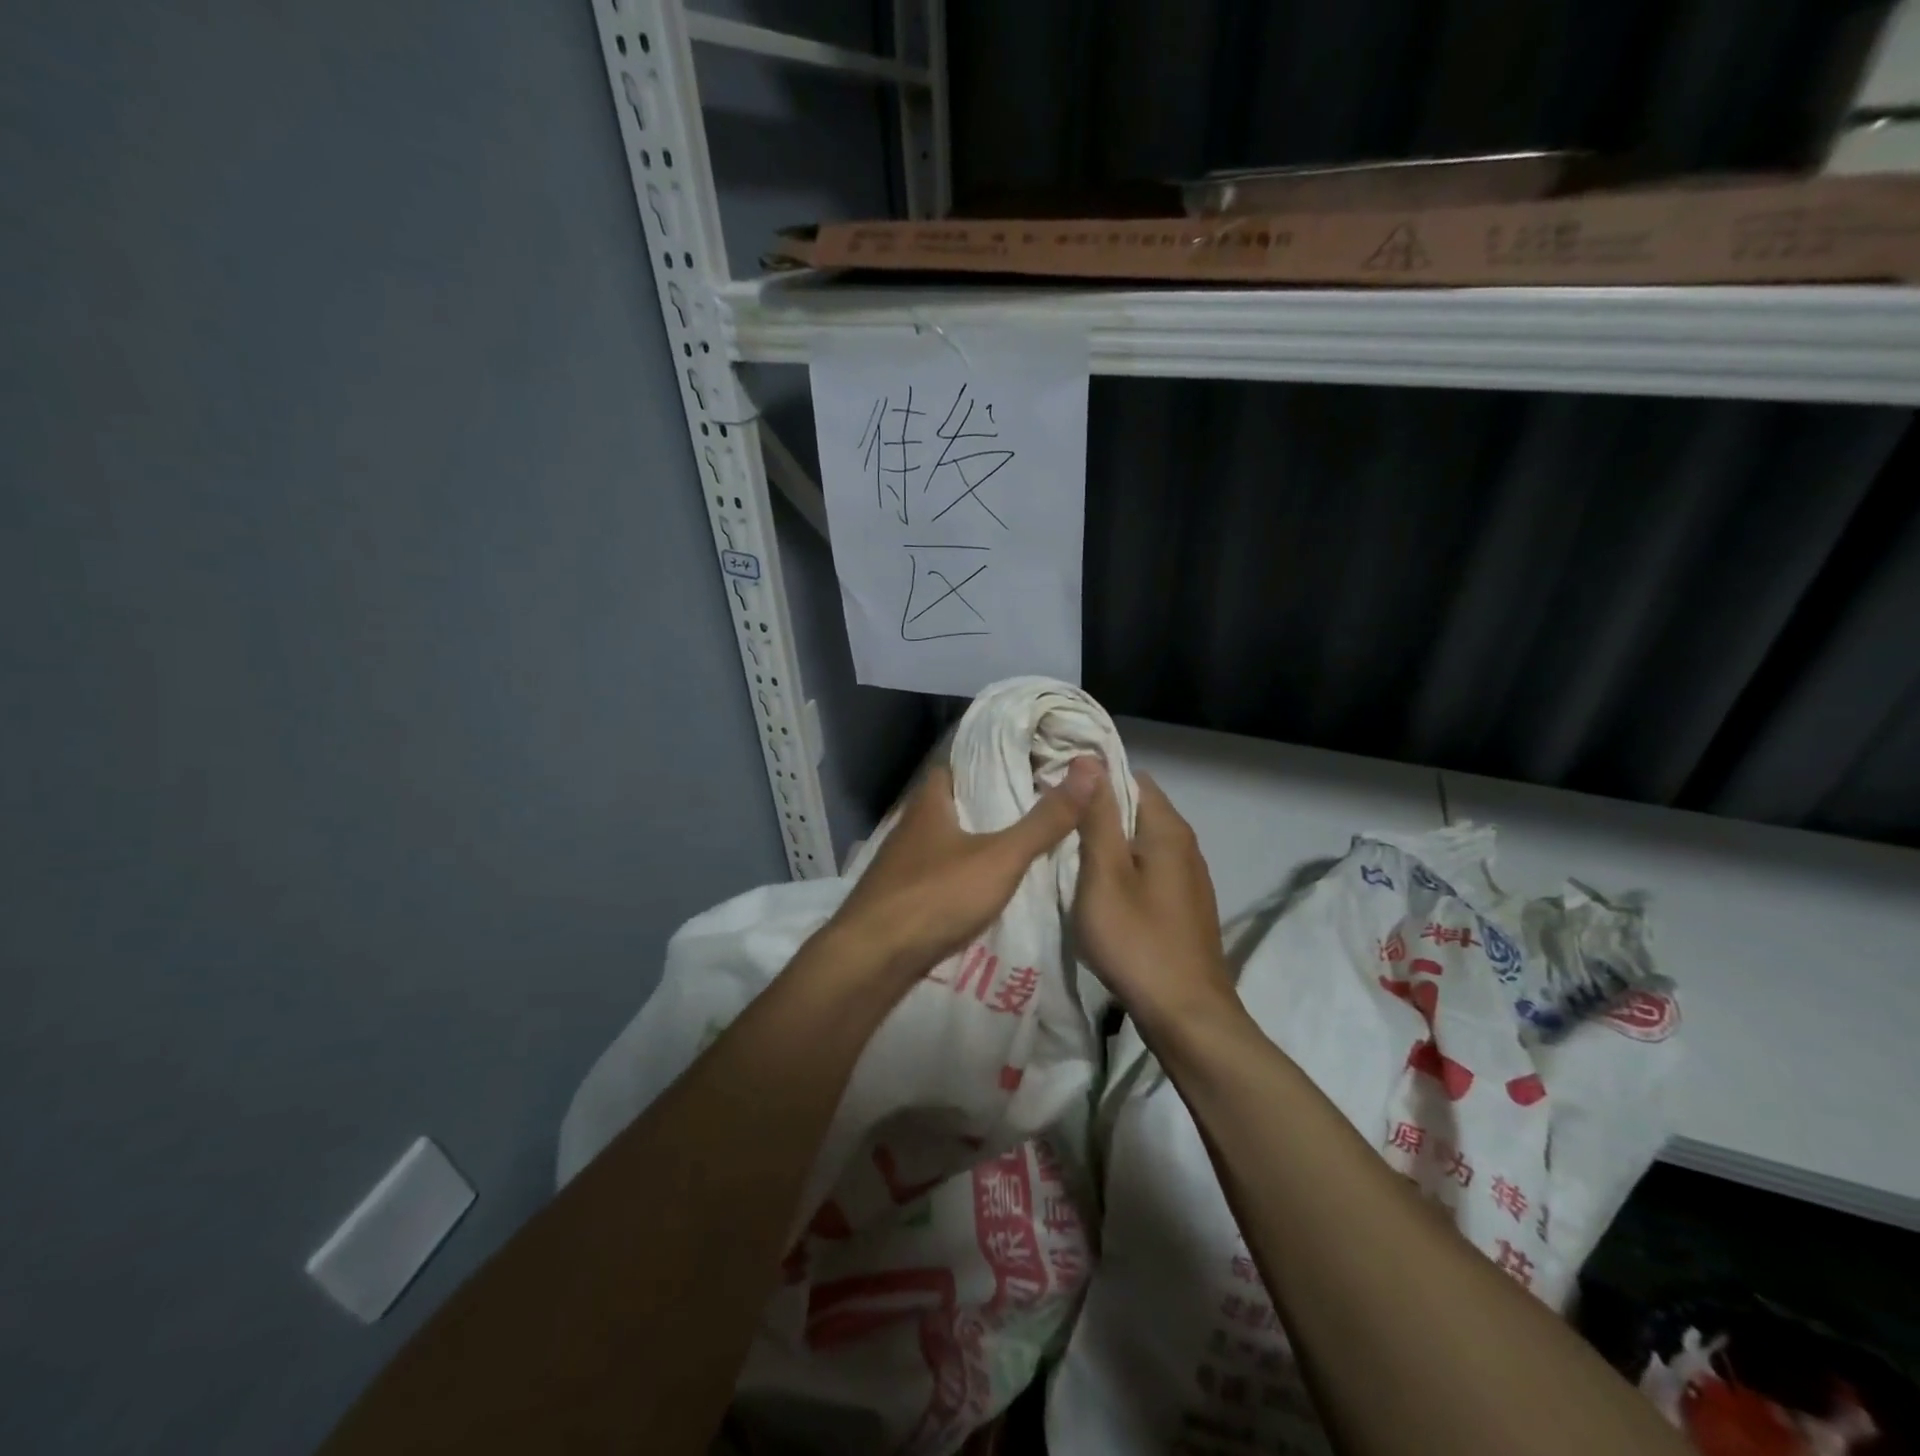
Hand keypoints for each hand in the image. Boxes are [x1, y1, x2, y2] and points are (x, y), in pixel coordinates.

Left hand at [822, 756, 1104, 987]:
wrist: (871, 960)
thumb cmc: (935, 896)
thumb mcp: (1001, 857)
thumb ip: (1044, 820)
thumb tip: (1090, 769)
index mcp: (929, 804)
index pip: (956, 764)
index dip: (987, 759)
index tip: (1025, 760)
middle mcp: (910, 826)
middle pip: (951, 803)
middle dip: (985, 801)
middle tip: (1031, 801)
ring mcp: (900, 864)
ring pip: (944, 839)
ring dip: (972, 838)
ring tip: (1016, 839)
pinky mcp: (899, 897)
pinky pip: (937, 873)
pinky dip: (960, 871)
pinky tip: (983, 884)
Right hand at [1073, 770, 1236, 1036]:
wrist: (1186, 1015)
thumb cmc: (1137, 940)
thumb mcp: (1104, 875)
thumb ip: (1097, 817)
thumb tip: (1090, 759)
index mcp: (1168, 830)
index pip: (1130, 778)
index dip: (1093, 779)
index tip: (1056, 792)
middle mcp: (1185, 846)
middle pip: (1137, 810)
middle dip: (1098, 812)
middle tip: (1054, 826)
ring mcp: (1188, 879)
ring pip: (1141, 843)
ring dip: (1109, 844)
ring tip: (1067, 856)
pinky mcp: (1184, 907)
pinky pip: (1149, 871)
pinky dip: (1123, 871)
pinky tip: (1099, 892)